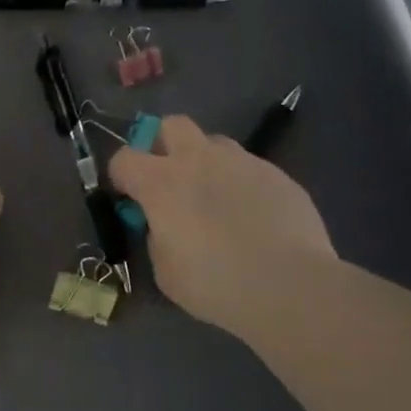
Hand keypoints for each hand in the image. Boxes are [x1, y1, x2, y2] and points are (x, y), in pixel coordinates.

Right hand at [109, 115, 333, 342]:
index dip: (121, 176)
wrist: (289, 285)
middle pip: (172, 125)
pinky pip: (250, 168)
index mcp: (160, 182)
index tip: (129, 197)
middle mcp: (198, 160)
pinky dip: (243, 185)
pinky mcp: (277, 174)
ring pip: (215, 144)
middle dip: (164, 144)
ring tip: (217, 199)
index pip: (124, 158)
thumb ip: (157, 237)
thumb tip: (165, 226)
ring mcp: (242, 162)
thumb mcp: (165, 271)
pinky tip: (255, 217)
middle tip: (170, 179)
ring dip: (207, 163)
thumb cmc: (215, 283)